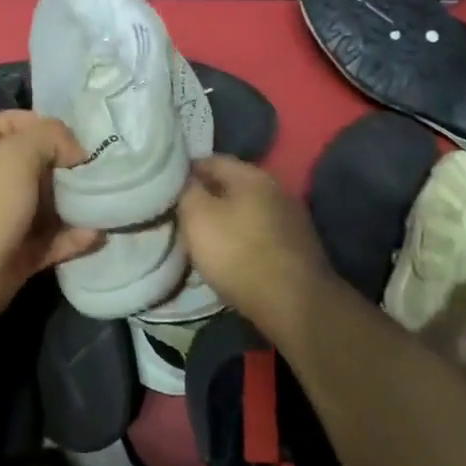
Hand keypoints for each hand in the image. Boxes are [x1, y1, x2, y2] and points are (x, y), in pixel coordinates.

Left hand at [0, 111, 101, 330]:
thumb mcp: (19, 151)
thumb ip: (52, 137)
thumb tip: (77, 154)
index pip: (11, 124)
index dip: (39, 123)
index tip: (72, 134)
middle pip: (41, 165)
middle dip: (71, 166)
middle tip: (105, 168)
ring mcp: (11, 218)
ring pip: (53, 205)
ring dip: (81, 204)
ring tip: (113, 201)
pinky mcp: (24, 253)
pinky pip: (57, 240)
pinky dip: (77, 238)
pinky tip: (100, 234)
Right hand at [178, 155, 339, 342]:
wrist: (295, 305)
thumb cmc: (239, 255)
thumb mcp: (198, 218)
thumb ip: (187, 191)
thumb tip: (185, 179)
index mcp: (252, 175)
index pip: (211, 160)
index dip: (186, 172)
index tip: (167, 190)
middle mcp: (276, 189)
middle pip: (232, 185)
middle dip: (207, 197)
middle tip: (182, 215)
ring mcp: (291, 218)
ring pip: (247, 210)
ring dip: (226, 220)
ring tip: (203, 238)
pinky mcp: (298, 246)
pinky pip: (261, 233)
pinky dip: (243, 239)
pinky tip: (231, 256)